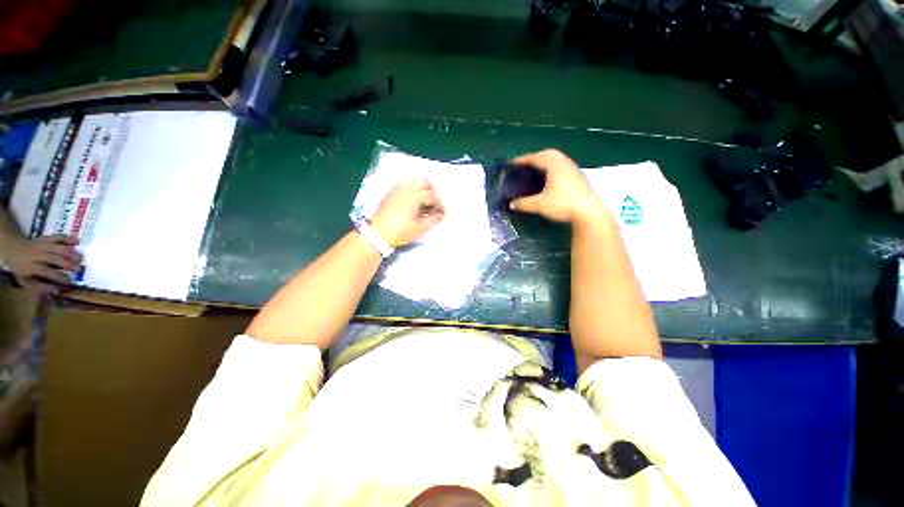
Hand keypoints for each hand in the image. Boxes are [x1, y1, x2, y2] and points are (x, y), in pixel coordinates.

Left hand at [4, 234, 80, 295]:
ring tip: (80, 258)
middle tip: (79, 269)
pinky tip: (77, 241)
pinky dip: (67, 238)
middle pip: (53, 258)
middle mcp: (36, 254)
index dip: (58, 276)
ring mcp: (41, 245)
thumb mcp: (25, 281)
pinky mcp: (45, 238)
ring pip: (57, 248)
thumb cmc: (21, 268)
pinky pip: (57, 237)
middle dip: (66, 263)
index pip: (46, 271)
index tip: (69, 282)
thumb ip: (40, 287)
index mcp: (30, 266)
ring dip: (69, 253)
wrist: (13, 249)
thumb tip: (56, 292)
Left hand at [370, 177, 444, 246]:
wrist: (377, 234)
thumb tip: (440, 214)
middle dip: (432, 193)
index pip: (432, 196)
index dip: (439, 204)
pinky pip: (406, 185)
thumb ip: (433, 219)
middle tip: (434, 205)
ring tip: (425, 204)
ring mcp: (397, 189)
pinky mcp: (391, 193)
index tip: (442, 213)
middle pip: (424, 182)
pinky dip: (413, 190)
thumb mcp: (420, 228)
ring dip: (423, 190)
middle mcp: (406, 188)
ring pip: (415, 182)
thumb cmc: (400, 232)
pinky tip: (414, 202)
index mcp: (414, 196)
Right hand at [509, 149, 608, 225]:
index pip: (536, 157)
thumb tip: (512, 204)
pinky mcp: (579, 178)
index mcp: (554, 165)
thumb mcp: (539, 205)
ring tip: (537, 171)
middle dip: (536, 156)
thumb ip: (524, 203)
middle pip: (548, 153)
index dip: (523, 159)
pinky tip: (551, 179)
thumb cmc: (563, 204)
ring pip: (558, 159)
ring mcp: (574, 170)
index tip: (513, 163)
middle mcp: (565, 164)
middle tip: (526, 164)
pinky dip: (554, 168)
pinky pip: (563, 166)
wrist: (588, 212)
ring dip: (546, 161)